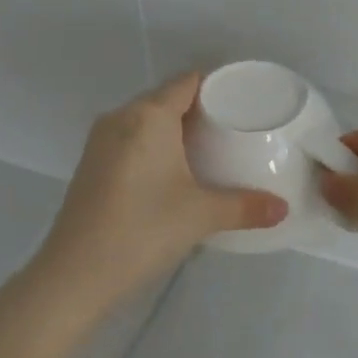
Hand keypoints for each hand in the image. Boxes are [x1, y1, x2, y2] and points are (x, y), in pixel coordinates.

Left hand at [36, 73, 287, 318]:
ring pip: (145, 121)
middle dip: (198, 109)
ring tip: (207, 149)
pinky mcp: (90, 166)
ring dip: (173, 129)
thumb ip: (245, 207)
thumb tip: (283, 209)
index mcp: (149, 116)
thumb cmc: (143, 230)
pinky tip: (172, 172)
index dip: (217, 86)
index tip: (243, 100)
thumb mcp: (201, 216)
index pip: (187, 82)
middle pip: (166, 99)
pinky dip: (153, 146)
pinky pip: (130, 140)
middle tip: (233, 127)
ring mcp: (100, 142)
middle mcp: (121, 118)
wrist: (74, 276)